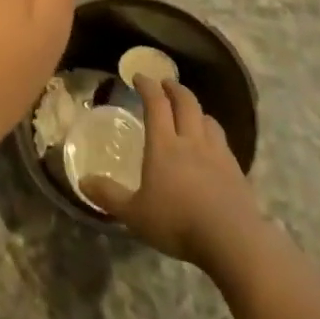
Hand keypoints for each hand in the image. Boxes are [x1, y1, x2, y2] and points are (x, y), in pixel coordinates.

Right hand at [83, 75, 259, 271]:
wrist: (233, 241)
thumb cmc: (177, 223)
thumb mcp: (134, 214)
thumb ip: (109, 196)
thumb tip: (83, 181)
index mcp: (164, 145)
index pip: (156, 104)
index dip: (147, 86)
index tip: (138, 77)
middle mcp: (191, 141)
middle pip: (186, 103)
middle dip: (175, 88)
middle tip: (165, 84)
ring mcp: (217, 154)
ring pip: (208, 119)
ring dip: (196, 110)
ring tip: (190, 112)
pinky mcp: (236, 171)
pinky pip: (223, 141)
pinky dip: (213, 133)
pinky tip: (211, 146)